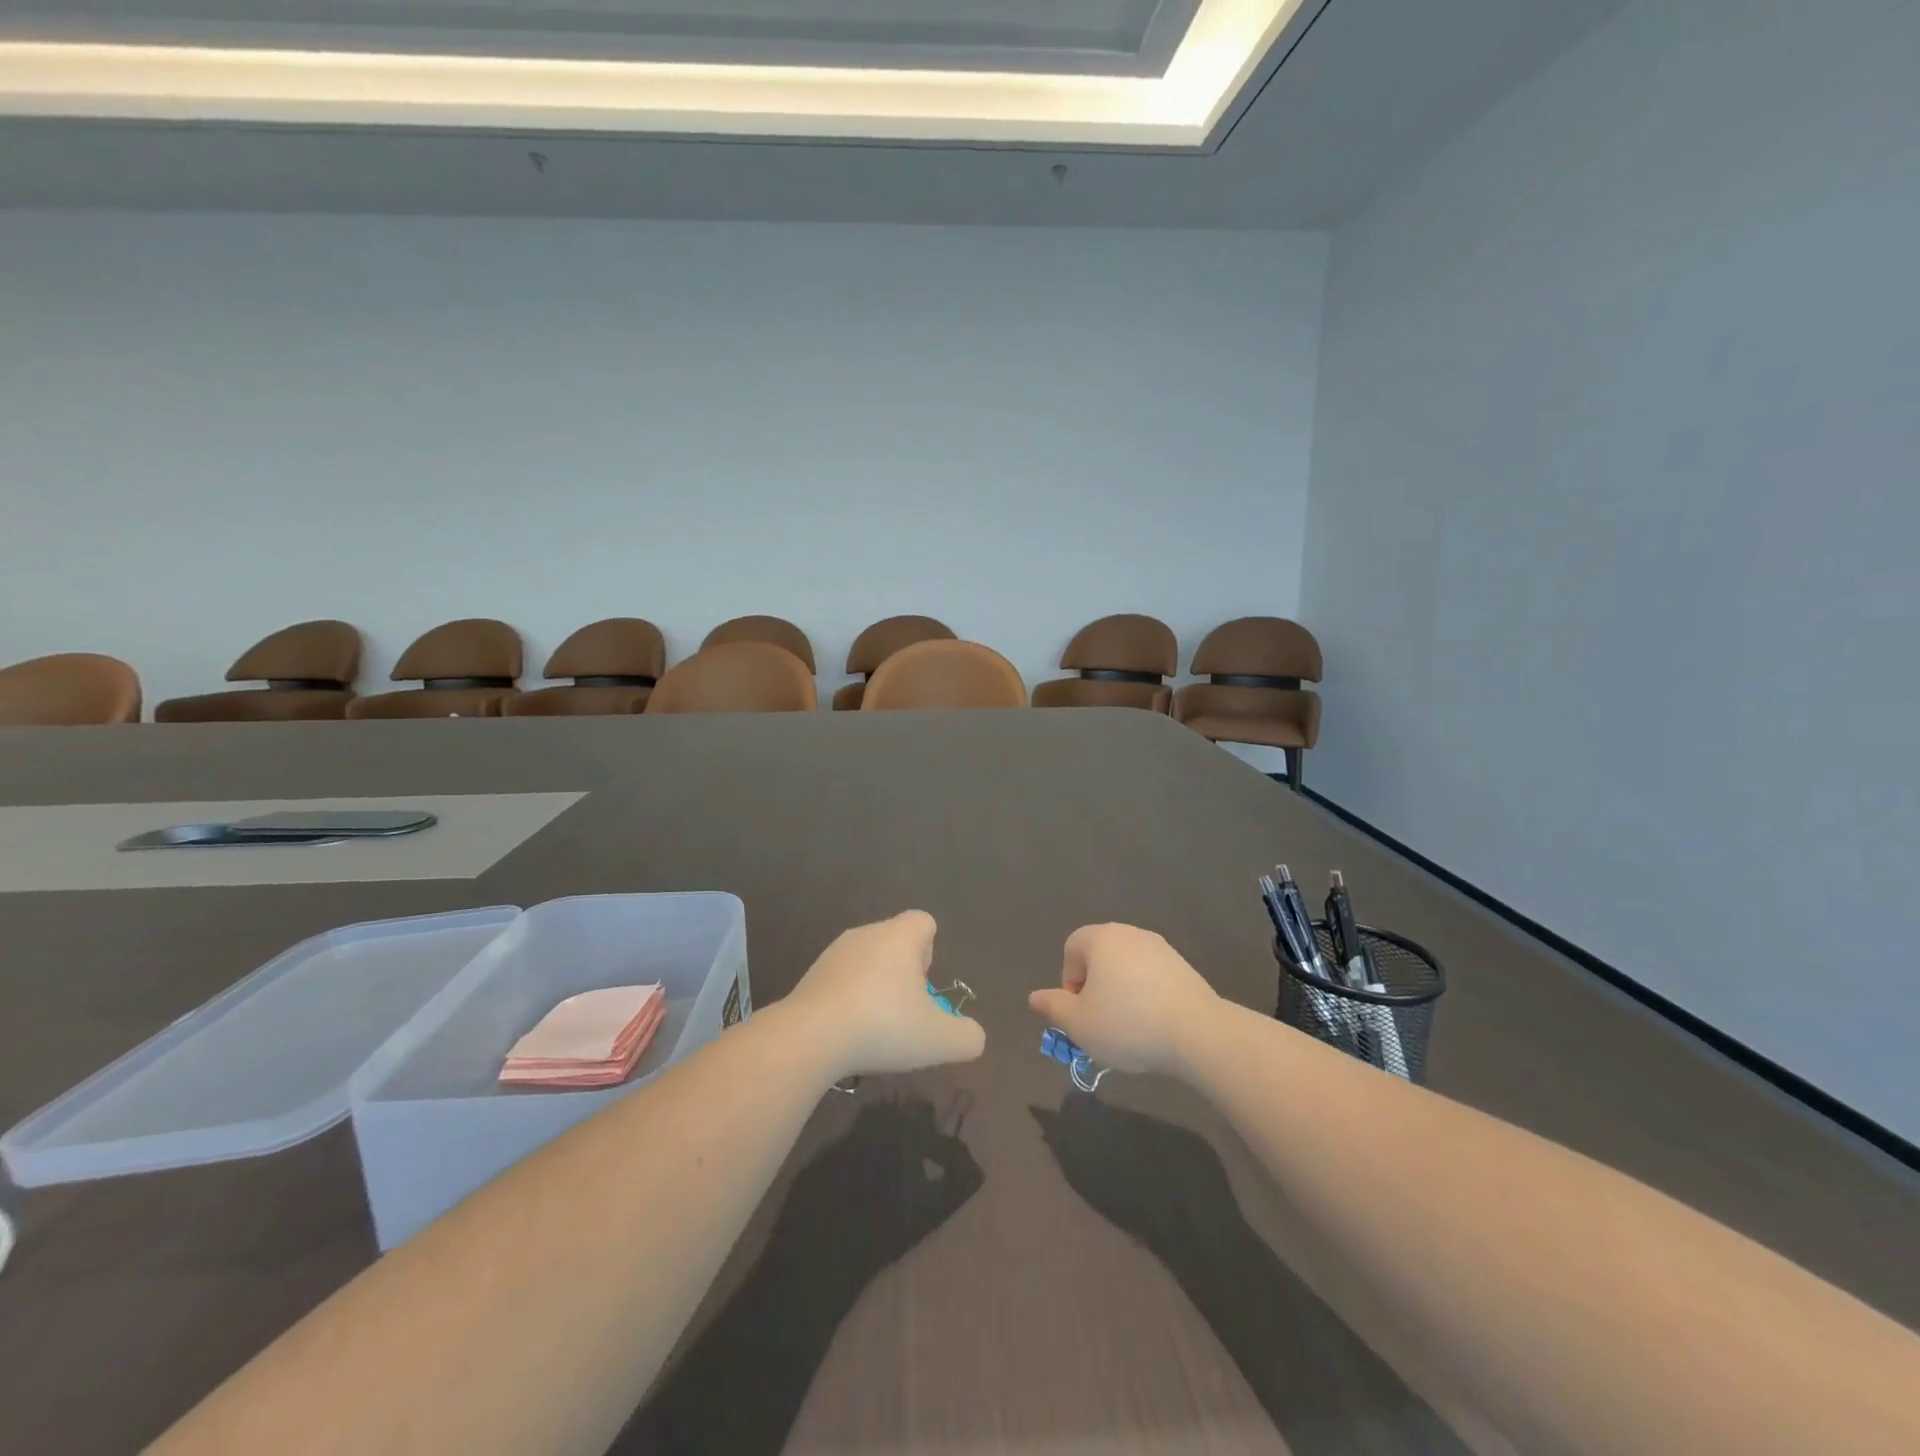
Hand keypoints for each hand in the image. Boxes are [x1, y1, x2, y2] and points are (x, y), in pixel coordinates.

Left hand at [783, 911, 985, 1079]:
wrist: (810, 1038)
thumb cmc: (884, 1026)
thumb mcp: (940, 1040)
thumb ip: (967, 1036)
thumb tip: (973, 1036)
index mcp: (899, 937)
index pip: (923, 922)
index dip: (931, 949)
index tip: (925, 985)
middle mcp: (866, 934)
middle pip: (894, 941)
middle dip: (904, 973)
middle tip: (907, 1011)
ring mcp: (834, 954)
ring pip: (866, 961)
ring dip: (875, 987)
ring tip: (876, 1027)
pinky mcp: (810, 977)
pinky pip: (840, 981)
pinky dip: (848, 1001)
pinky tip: (848, 1034)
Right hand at [1027, 923, 1219, 1076]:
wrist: (1197, 1032)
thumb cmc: (1127, 1023)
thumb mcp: (1079, 1024)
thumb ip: (1054, 1007)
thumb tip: (1035, 997)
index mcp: (1101, 938)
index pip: (1072, 948)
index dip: (1069, 981)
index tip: (1080, 1012)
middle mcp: (1130, 934)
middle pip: (1100, 956)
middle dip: (1095, 988)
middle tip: (1099, 1022)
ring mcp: (1161, 948)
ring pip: (1127, 968)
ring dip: (1121, 993)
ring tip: (1128, 1028)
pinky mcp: (1184, 967)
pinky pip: (1152, 978)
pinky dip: (1146, 997)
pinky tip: (1153, 1026)